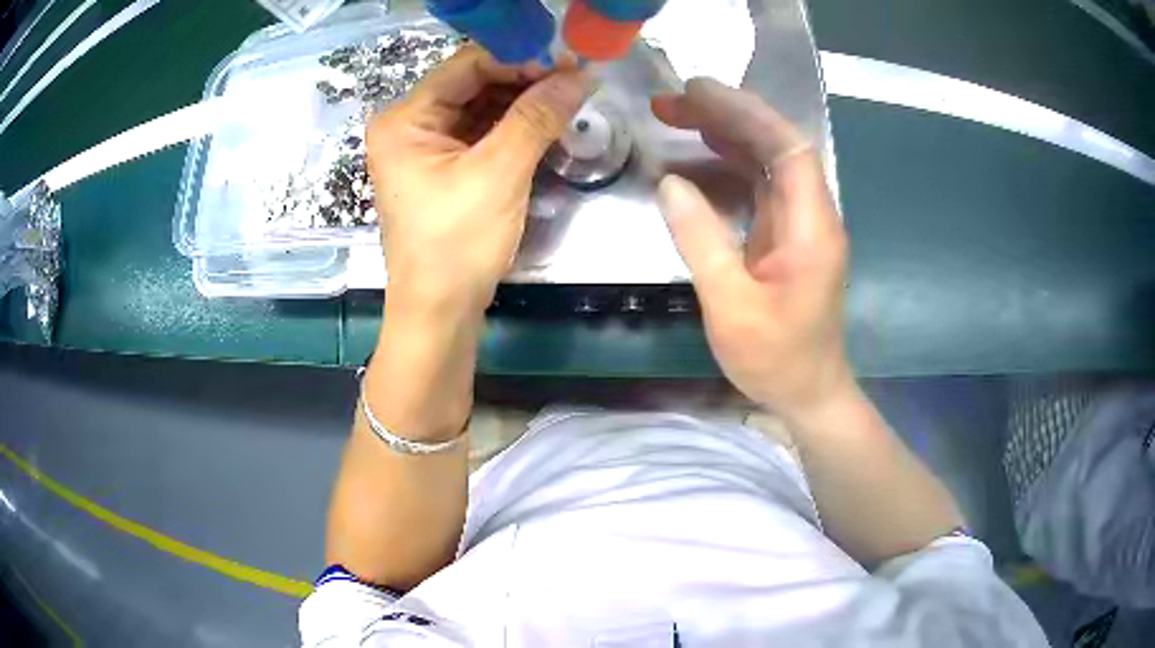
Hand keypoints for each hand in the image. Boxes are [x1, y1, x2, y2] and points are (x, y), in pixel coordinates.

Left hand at [366, 45, 590, 311]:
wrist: (439, 312)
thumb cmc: (457, 244)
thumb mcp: (498, 173)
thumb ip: (537, 117)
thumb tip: (581, 75)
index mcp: (404, 120)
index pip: (466, 66)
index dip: (519, 58)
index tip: (567, 63)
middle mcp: (408, 126)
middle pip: (472, 83)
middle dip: (524, 79)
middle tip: (575, 80)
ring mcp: (423, 148)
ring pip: (479, 106)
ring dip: (522, 102)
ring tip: (568, 99)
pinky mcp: (441, 168)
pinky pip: (479, 132)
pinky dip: (512, 126)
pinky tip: (545, 122)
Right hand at [653, 78, 851, 419]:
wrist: (809, 392)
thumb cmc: (776, 359)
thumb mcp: (731, 307)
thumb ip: (701, 241)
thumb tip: (670, 182)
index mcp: (811, 229)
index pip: (788, 149)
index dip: (747, 113)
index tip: (698, 93)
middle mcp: (813, 216)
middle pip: (777, 145)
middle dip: (728, 114)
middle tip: (671, 101)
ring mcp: (801, 224)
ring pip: (768, 160)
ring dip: (727, 132)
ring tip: (677, 115)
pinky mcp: (788, 234)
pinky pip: (760, 184)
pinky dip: (730, 161)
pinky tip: (700, 152)